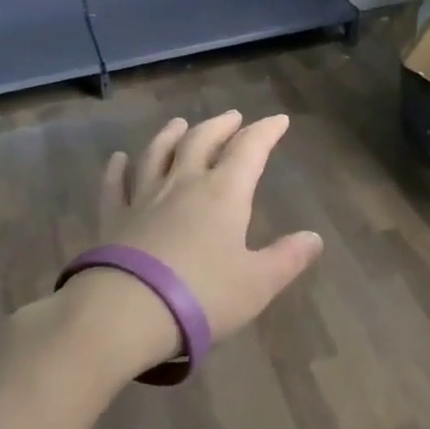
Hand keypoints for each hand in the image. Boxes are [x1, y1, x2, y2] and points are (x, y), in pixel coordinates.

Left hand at [60, 111, 323, 377]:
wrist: (127, 311)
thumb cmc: (202, 295)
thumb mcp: (257, 284)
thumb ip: (287, 258)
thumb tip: (314, 238)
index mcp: (224, 193)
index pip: (249, 149)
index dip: (266, 131)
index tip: (279, 120)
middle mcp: (184, 183)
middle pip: (202, 141)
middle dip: (221, 126)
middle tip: (232, 117)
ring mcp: (145, 197)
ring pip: (158, 153)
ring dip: (170, 135)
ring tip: (179, 123)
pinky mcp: (114, 218)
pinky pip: (115, 185)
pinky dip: (117, 169)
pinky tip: (117, 158)